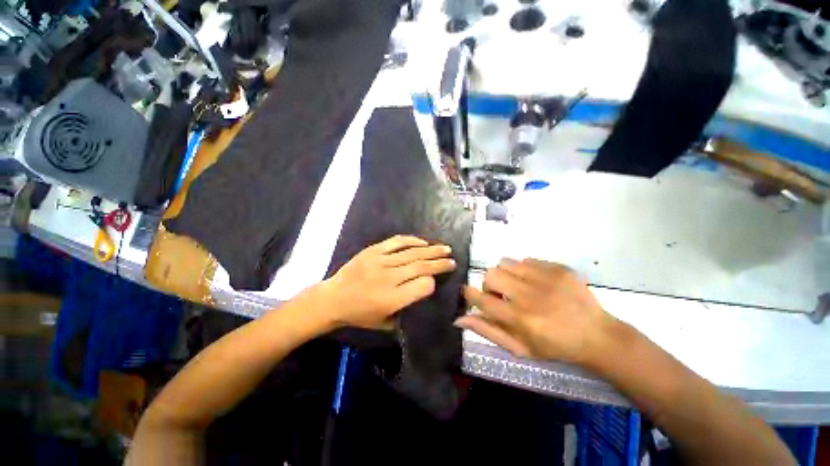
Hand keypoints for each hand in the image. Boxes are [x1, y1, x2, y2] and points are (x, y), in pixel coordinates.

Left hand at [322, 235, 455, 329]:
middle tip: (452, 260)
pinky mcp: (372, 250)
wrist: (332, 299)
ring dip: (431, 250)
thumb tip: (424, 291)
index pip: (423, 286)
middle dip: (439, 263)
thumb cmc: (359, 315)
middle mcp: (388, 278)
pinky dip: (412, 240)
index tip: (435, 282)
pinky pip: (396, 242)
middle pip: (421, 267)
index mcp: (392, 299)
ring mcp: (380, 261)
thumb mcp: (384, 323)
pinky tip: (423, 242)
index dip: (432, 283)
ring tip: (445, 248)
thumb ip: (406, 309)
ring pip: (412, 253)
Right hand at [457, 258, 616, 364]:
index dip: (470, 294)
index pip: (481, 299)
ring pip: (506, 263)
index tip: (469, 293)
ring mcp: (545, 278)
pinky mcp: (558, 268)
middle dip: (490, 284)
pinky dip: (524, 270)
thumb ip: (487, 331)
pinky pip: (527, 260)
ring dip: (506, 275)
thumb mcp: (519, 347)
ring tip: (519, 286)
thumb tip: (459, 319)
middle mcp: (529, 295)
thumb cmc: (555, 347)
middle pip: (491, 274)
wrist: (597, 336)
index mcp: (518, 318)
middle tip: (502, 294)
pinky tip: (537, 282)